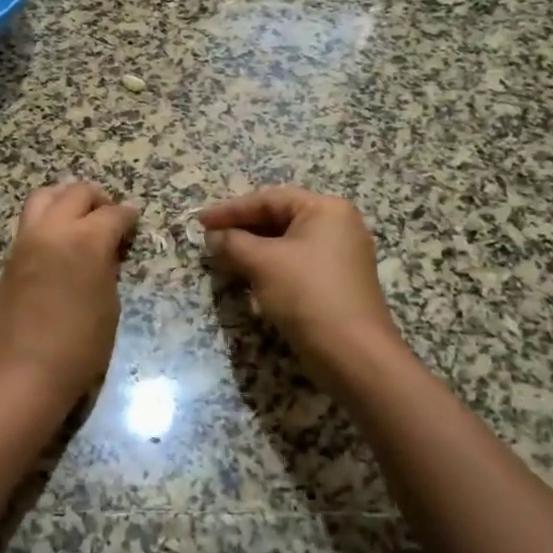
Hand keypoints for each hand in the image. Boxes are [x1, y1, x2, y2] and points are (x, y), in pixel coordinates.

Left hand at [0, 180, 139, 402]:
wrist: (22, 372)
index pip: (113, 213)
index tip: (134, 222)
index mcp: (86, 241)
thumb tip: (107, 252)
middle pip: (76, 192)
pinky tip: (60, 242)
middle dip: (98, 200)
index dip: (129, 216)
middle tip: (110, 218)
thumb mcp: (109, 306)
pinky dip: (48, 218)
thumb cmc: (78, 348)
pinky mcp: (11, 256)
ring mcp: (27, 240)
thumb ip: (108, 269)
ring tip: (80, 220)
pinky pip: (31, 221)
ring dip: (66, 199)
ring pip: (45, 196)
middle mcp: (54, 230)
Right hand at [198, 187, 402, 370]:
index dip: (231, 209)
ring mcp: (339, 256)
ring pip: (285, 244)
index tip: (201, 222)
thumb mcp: (262, 263)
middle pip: (279, 219)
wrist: (352, 353)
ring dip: (252, 251)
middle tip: (209, 240)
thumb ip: (232, 242)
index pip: (269, 199)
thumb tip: (212, 236)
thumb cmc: (307, 294)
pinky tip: (246, 279)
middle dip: (241, 230)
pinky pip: (295, 265)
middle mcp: (337, 226)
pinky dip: (269, 268)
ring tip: (221, 259)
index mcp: (326, 209)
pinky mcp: (335, 284)